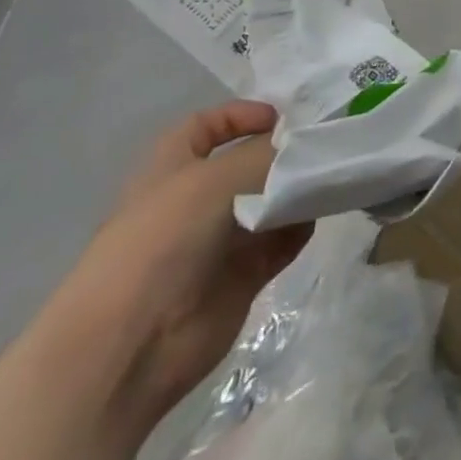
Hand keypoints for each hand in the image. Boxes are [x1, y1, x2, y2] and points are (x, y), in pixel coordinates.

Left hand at [47, 101, 311, 422]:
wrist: (132, 344)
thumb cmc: (163, 241)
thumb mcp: (218, 178)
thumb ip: (268, 154)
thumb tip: (305, 144)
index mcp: (172, 169)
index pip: (205, 126)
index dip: (240, 115)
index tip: (281, 119)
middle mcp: (195, 201)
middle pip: (246, 164)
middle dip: (283, 154)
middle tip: (323, 147)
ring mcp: (218, 241)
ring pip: (269, 202)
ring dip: (298, 191)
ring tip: (328, 180)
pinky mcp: (241, 276)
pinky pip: (280, 241)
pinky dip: (300, 228)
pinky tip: (317, 217)